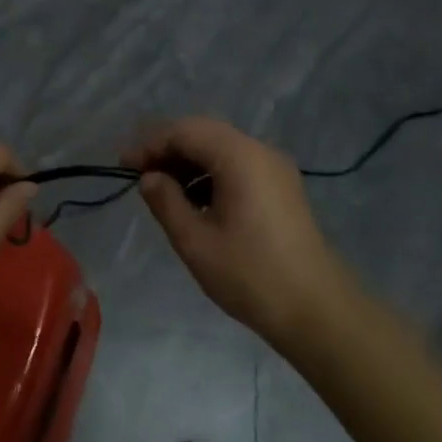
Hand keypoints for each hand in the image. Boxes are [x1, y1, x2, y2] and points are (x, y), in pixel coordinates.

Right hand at [125, 118, 348, 348]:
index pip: (185, 131)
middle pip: (204, 133)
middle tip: (140, 175)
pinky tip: (195, 201)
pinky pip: (238, 165)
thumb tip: (150, 178)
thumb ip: (166, 202)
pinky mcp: (282, 187)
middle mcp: (260, 151)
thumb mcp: (195, 241)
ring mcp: (275, 168)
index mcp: (239, 157)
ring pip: (222, 148)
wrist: (317, 310)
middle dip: (169, 149)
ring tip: (163, 191)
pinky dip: (211, 174)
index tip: (124, 166)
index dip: (151, 144)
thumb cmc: (251, 275)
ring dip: (190, 162)